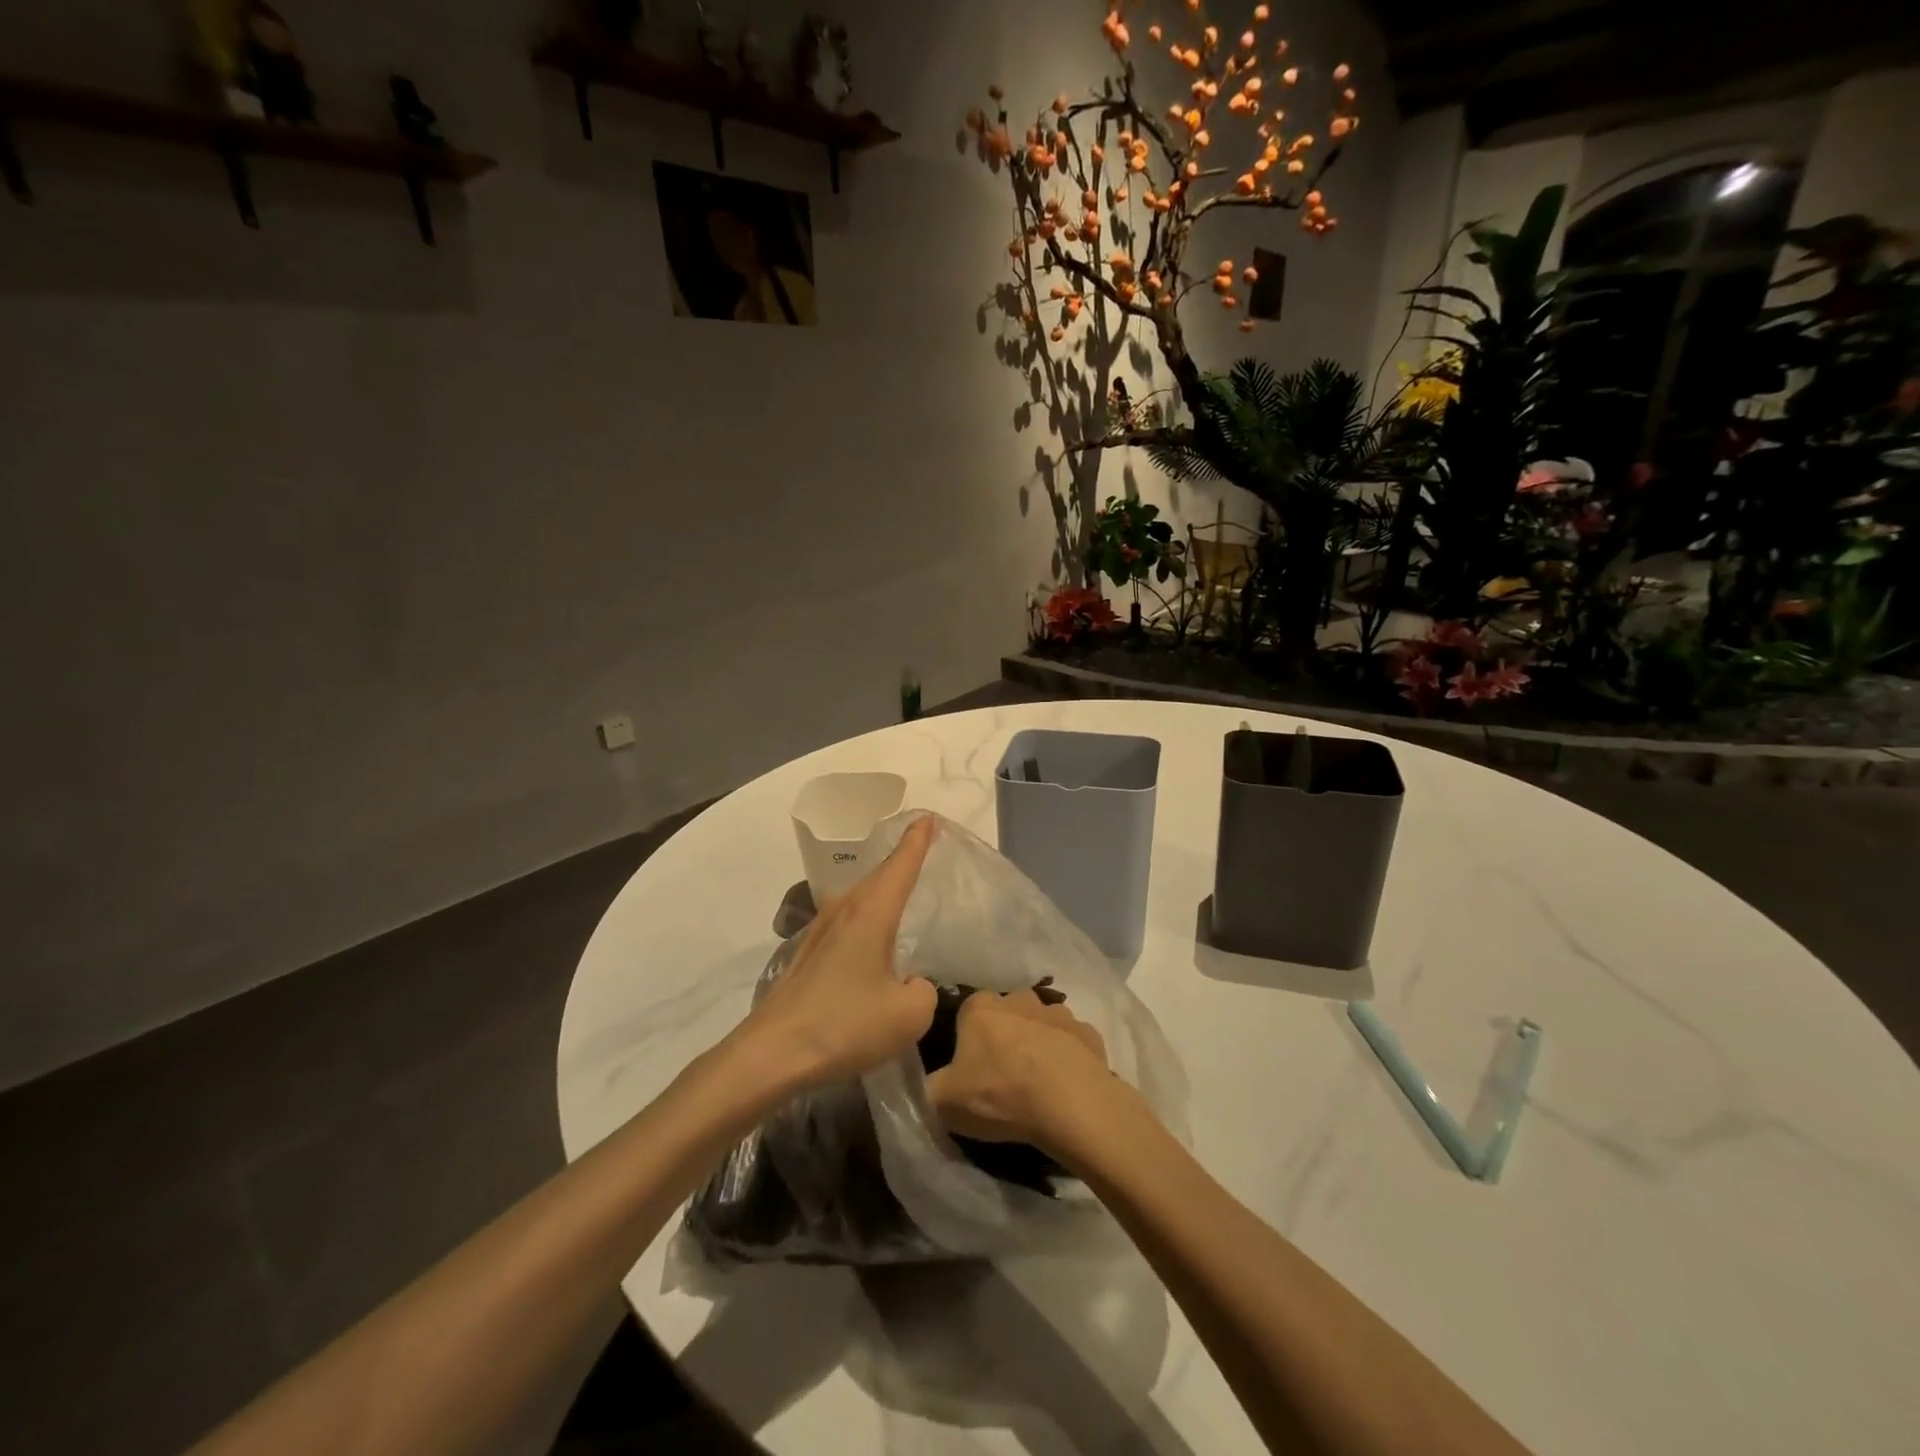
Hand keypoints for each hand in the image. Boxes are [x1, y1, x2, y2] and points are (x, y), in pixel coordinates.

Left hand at [743, 815, 940, 1089]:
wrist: (772, 1053)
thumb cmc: (845, 1025)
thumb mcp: (909, 1014)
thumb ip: (924, 990)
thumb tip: (910, 983)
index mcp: (872, 913)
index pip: (901, 864)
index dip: (918, 840)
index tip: (929, 817)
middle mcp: (844, 911)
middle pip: (879, 876)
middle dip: (902, 860)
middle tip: (923, 848)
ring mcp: (819, 931)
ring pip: (859, 899)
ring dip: (881, 891)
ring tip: (902, 893)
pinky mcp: (806, 955)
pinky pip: (846, 923)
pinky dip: (865, 919)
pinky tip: (870, 942)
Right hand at [926, 989, 1133, 1160]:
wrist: (1069, 1103)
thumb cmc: (1000, 1095)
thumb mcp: (944, 1102)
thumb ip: (930, 1087)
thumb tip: (931, 1084)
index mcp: (980, 1008)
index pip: (967, 1013)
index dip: (968, 1040)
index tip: (970, 1069)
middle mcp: (1019, 999)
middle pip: (1006, 1014)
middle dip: (1004, 1037)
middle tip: (1004, 1076)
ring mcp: (1057, 1013)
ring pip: (1041, 1025)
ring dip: (1038, 1044)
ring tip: (1038, 1083)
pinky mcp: (1088, 1033)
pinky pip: (1071, 1043)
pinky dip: (1068, 1058)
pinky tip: (1066, 1086)